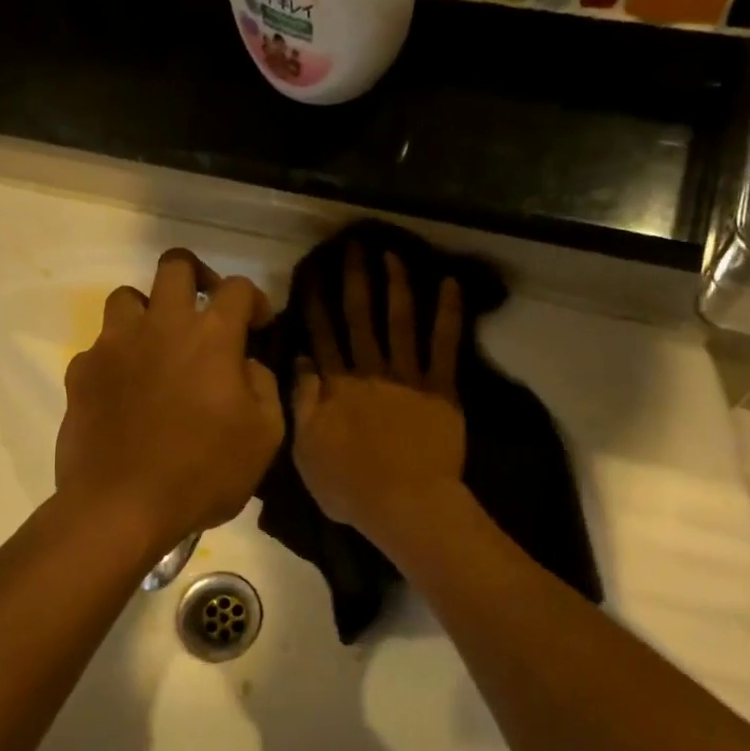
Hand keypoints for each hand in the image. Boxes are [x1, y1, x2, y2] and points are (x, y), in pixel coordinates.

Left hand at [57, 249, 283, 556]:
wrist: (120, 507)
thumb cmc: (203, 473)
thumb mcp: (264, 437)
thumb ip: (264, 386)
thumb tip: (247, 363)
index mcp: (210, 336)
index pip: (237, 287)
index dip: (255, 299)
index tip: (259, 325)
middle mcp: (160, 325)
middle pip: (175, 264)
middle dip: (197, 276)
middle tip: (205, 310)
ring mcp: (113, 345)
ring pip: (127, 297)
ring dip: (149, 312)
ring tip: (159, 347)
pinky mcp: (81, 372)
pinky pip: (100, 346)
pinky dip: (118, 358)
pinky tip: (126, 392)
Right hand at [291, 244, 466, 546]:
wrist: (405, 504)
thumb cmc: (350, 486)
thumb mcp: (306, 450)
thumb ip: (303, 402)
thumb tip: (299, 360)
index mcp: (336, 386)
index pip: (322, 336)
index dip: (316, 302)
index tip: (313, 272)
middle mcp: (369, 371)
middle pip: (360, 318)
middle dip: (356, 281)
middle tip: (354, 246)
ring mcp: (407, 377)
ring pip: (400, 322)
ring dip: (398, 286)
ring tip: (393, 254)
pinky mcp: (440, 389)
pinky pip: (445, 345)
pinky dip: (449, 314)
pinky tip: (450, 284)